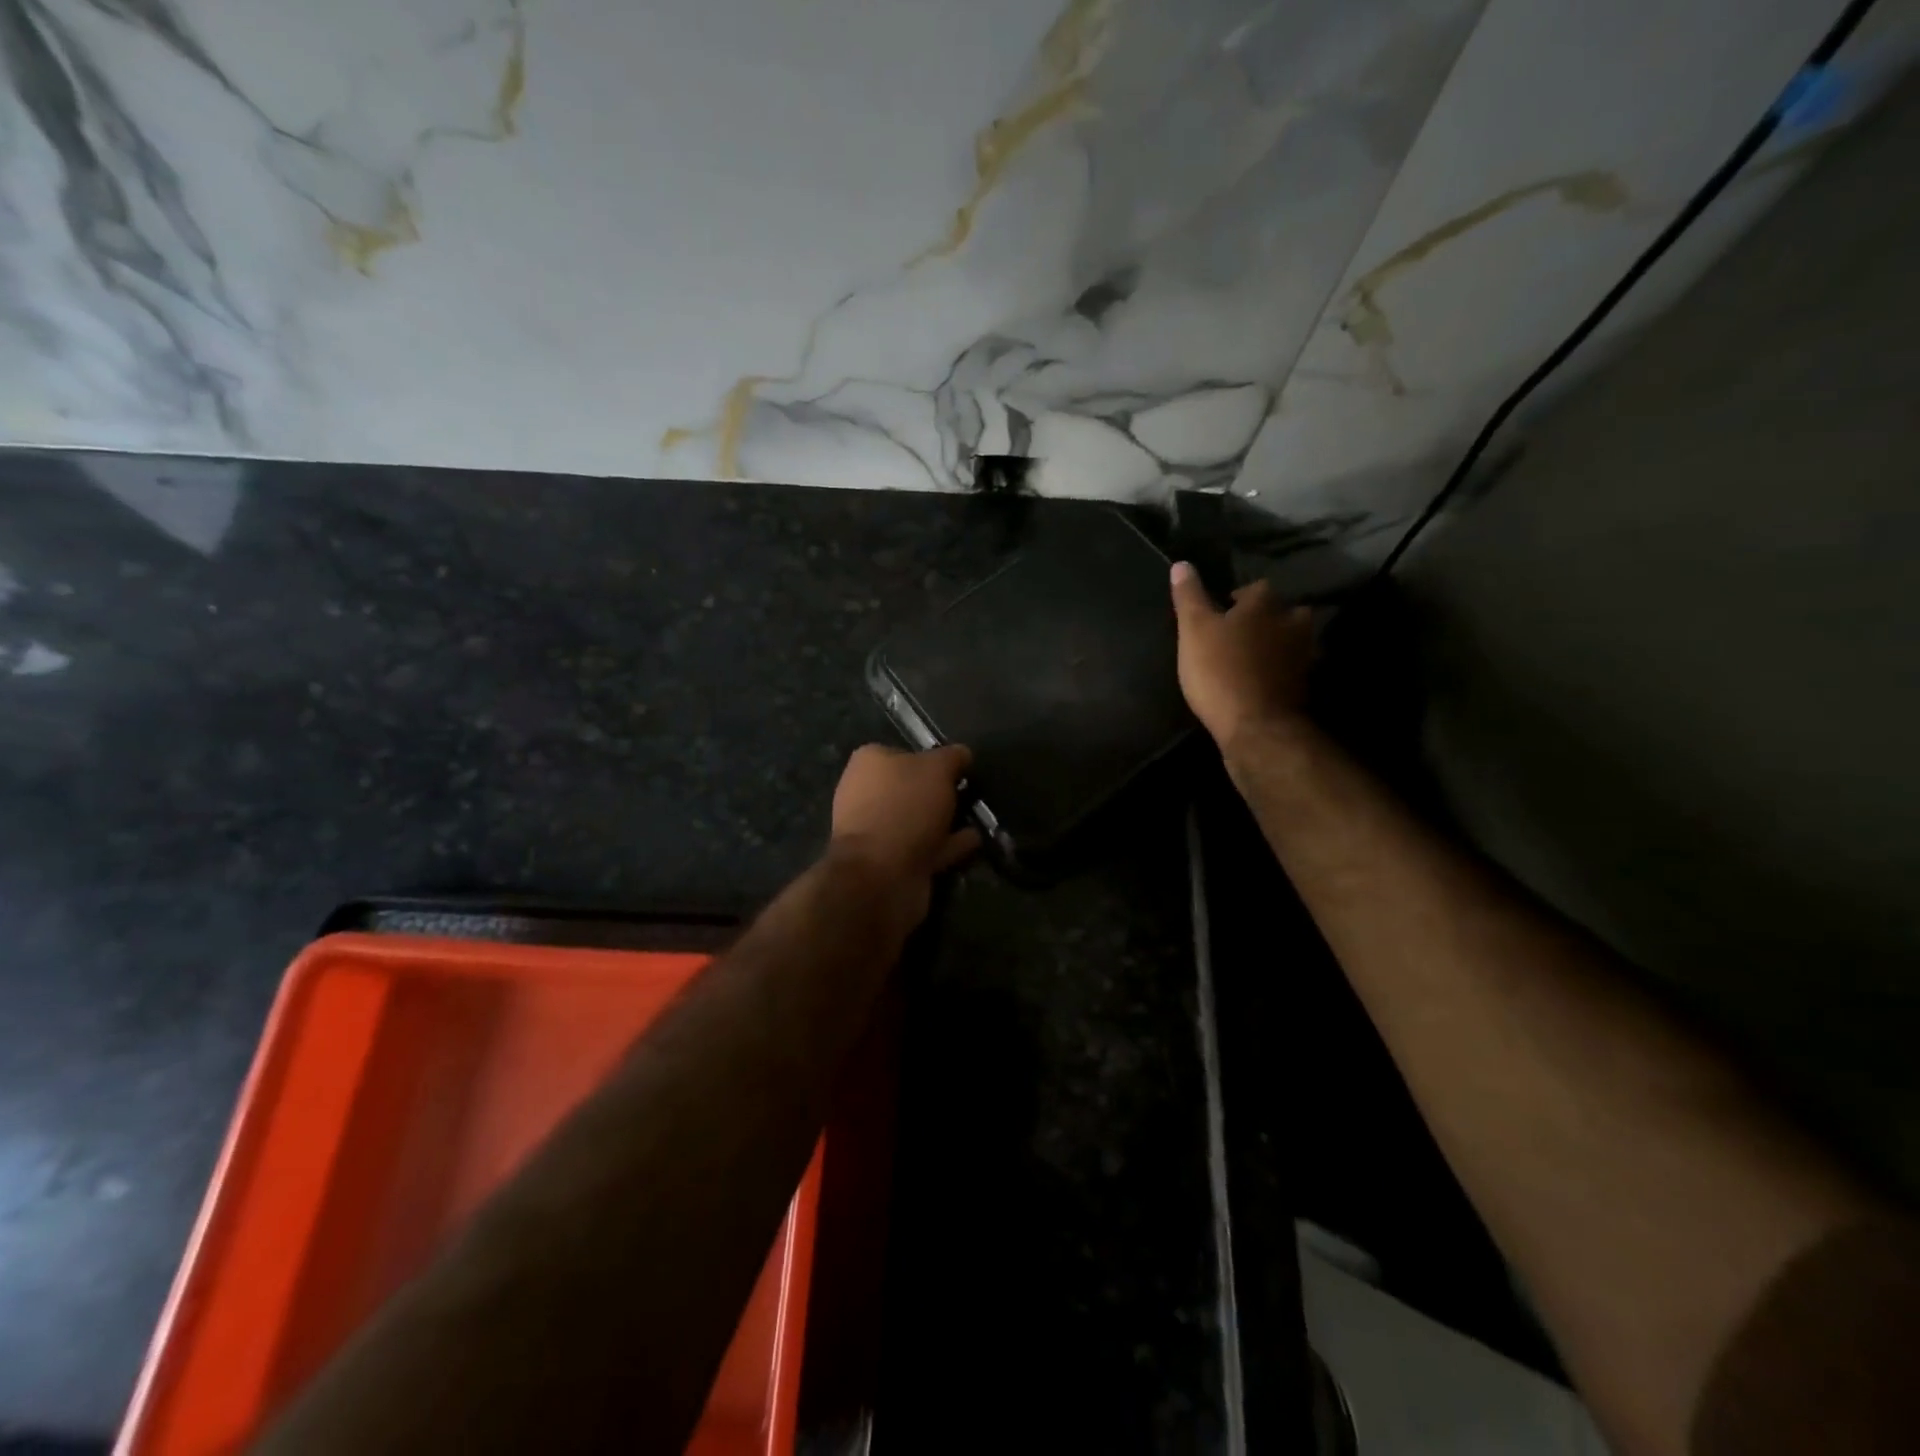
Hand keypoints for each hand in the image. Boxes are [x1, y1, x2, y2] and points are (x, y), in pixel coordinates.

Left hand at [829, 744, 979, 896]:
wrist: (882, 874)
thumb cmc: (904, 806)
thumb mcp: (937, 768)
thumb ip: (952, 757)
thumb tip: (962, 754)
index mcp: (869, 763)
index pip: (904, 753)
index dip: (933, 758)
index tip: (961, 769)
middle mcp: (867, 794)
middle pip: (912, 788)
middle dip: (940, 792)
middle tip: (972, 794)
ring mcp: (878, 831)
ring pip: (920, 819)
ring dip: (946, 820)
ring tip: (977, 817)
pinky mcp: (892, 862)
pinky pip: (927, 847)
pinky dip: (949, 844)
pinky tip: (974, 840)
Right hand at [1170, 562, 1313, 750]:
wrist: (1256, 726)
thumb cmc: (1219, 671)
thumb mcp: (1193, 630)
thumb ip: (1189, 596)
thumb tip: (1181, 563)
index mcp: (1266, 604)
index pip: (1256, 587)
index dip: (1237, 597)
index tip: (1220, 610)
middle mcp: (1292, 623)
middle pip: (1283, 611)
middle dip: (1266, 618)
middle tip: (1240, 632)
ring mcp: (1303, 657)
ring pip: (1291, 641)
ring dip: (1276, 645)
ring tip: (1251, 656)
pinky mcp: (1303, 687)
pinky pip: (1291, 670)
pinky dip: (1279, 671)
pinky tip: (1262, 681)